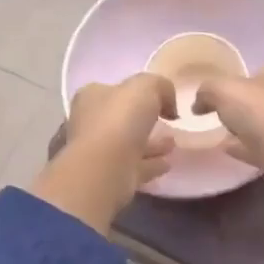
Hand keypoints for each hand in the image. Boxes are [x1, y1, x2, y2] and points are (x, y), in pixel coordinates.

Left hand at [29, 73, 176, 234]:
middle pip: (121, 118)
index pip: (114, 90)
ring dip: (151, 144)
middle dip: (144, 120)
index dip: (136, 93)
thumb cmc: (120, 119)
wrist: (106, 168)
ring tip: (174, 143)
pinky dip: (151, 164)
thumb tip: (168, 105)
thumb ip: (160, 86)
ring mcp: (99, 152)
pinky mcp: (110, 176)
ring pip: (129, 144)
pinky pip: (136, 167)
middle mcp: (90, 123)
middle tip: (169, 122)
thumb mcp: (146, 86)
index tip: (160, 100)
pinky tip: (168, 163)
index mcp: (92, 97)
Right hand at [193, 65, 263, 194]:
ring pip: (262, 122)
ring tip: (218, 133)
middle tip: (214, 114)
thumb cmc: (262, 113)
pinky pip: (263, 146)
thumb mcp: (225, 90)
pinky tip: (228, 150)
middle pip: (258, 97)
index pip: (254, 72)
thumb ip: (207, 90)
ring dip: (243, 128)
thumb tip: (199, 103)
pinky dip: (246, 146)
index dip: (232, 81)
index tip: (213, 96)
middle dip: (238, 105)